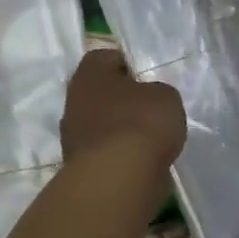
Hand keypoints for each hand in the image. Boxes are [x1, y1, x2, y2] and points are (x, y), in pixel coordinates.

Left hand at [60, 49, 185, 170]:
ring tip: (151, 139)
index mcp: (89, 73)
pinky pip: (105, 152)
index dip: (129, 65)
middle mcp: (74, 101)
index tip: (149, 78)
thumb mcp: (165, 96)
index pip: (107, 58)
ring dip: (121, 130)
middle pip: (102, 94)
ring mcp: (73, 136)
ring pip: (102, 125)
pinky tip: (142, 162)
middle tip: (151, 108)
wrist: (118, 179)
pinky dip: (121, 156)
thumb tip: (149, 100)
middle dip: (124, 100)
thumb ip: (157, 92)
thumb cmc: (141, 123)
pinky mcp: (80, 166)